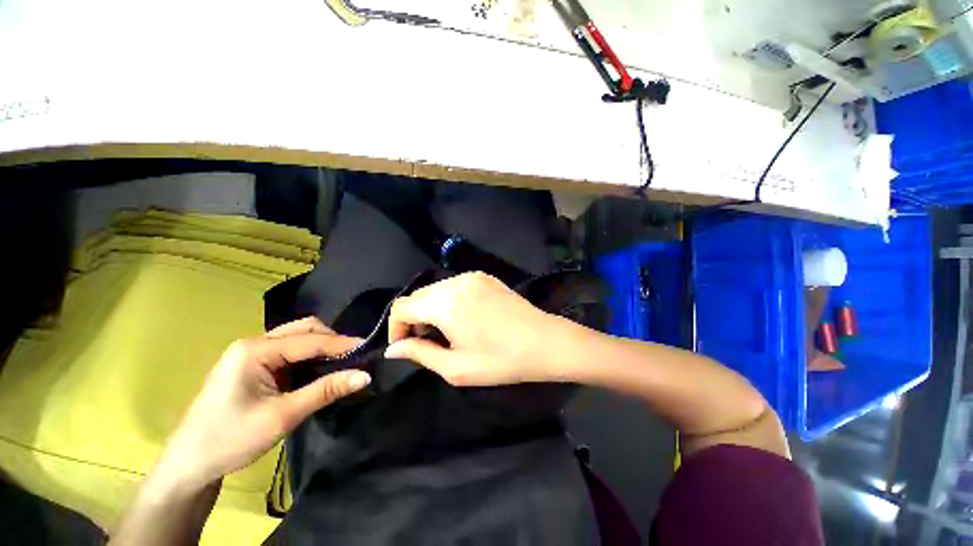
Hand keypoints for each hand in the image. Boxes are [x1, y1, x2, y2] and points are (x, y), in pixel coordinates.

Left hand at [159, 317, 370, 490]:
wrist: (189, 465)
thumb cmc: (230, 440)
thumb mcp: (283, 416)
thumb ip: (325, 391)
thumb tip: (365, 375)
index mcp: (255, 350)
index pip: (310, 340)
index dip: (342, 344)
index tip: (369, 349)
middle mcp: (253, 344)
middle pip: (303, 329)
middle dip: (332, 340)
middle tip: (354, 357)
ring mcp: (251, 354)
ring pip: (297, 339)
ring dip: (321, 348)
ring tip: (342, 363)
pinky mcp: (253, 366)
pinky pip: (289, 352)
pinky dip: (309, 358)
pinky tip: (319, 370)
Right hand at [385, 272, 567, 386]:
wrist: (545, 342)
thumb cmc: (501, 360)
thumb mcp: (456, 367)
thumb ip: (420, 353)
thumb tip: (394, 349)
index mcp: (446, 302)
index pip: (402, 307)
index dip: (396, 328)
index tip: (406, 347)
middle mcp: (456, 282)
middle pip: (418, 296)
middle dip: (414, 319)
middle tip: (427, 343)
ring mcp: (473, 276)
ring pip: (436, 290)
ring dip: (431, 309)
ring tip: (445, 333)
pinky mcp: (486, 277)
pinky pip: (455, 286)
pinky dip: (448, 301)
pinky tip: (463, 318)